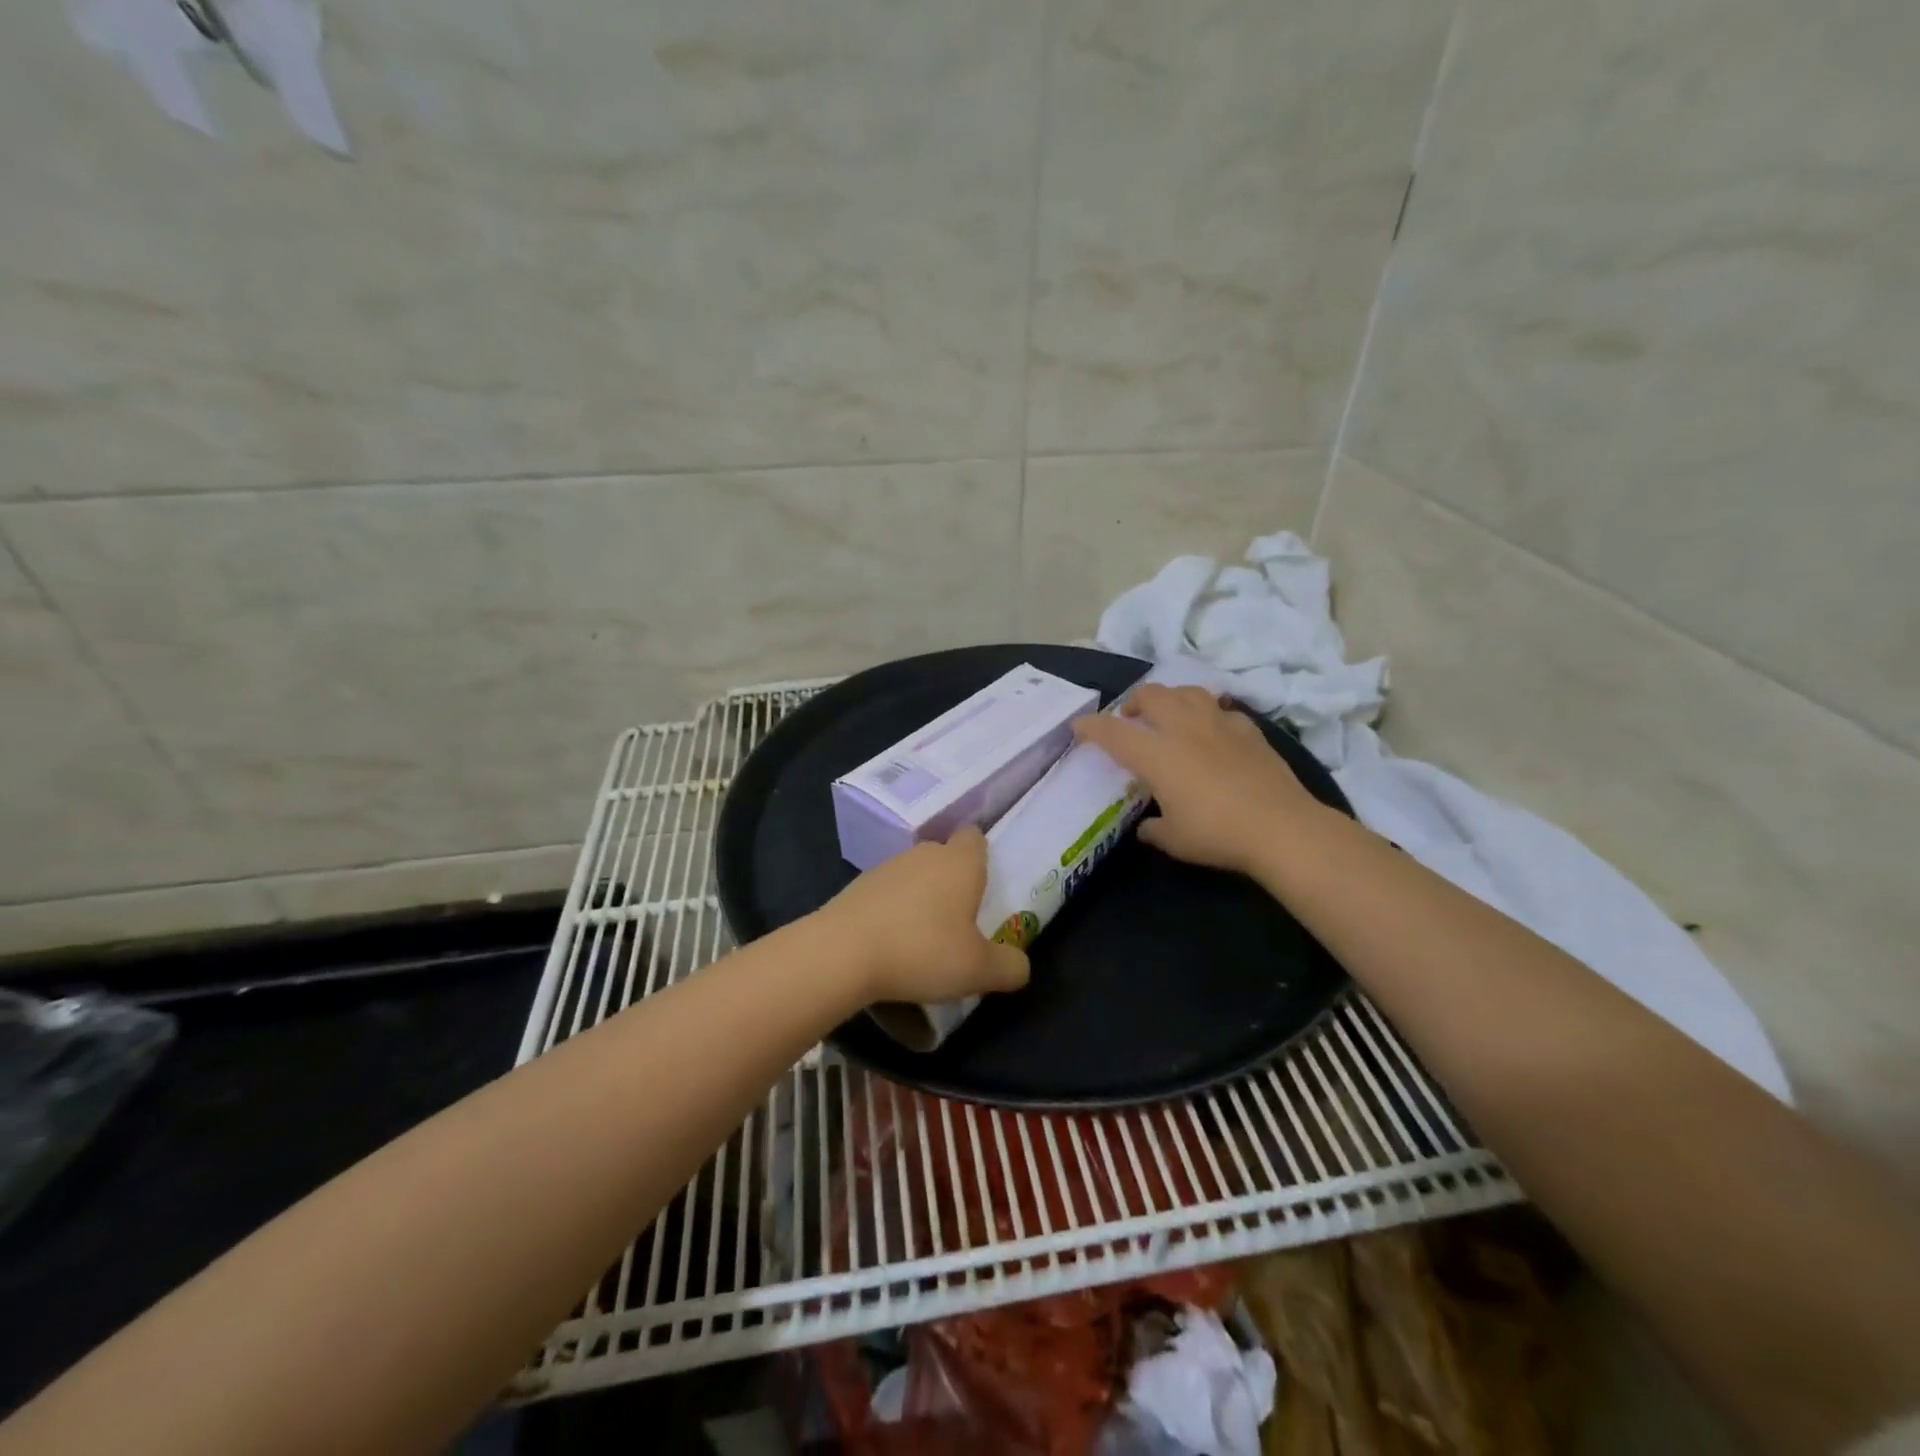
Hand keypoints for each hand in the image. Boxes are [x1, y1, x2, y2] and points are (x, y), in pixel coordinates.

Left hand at [815, 828, 1030, 1005]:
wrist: (841, 953)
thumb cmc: (922, 951)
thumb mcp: (979, 970)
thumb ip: (1009, 967)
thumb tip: (1020, 965)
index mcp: (960, 863)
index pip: (975, 837)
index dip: (982, 855)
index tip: (985, 884)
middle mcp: (924, 854)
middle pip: (944, 856)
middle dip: (953, 881)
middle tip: (960, 921)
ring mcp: (886, 867)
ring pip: (914, 874)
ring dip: (921, 898)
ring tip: (924, 938)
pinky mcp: (857, 886)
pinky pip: (887, 893)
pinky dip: (893, 911)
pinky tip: (891, 944)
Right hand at [1072, 685, 1326, 876]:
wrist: (1280, 827)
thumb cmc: (1216, 833)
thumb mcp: (1173, 839)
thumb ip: (1153, 828)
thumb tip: (1146, 826)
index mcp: (1156, 754)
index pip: (1113, 732)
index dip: (1092, 727)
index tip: (1079, 727)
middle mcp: (1183, 729)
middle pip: (1151, 695)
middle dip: (1133, 701)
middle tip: (1130, 718)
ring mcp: (1218, 724)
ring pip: (1187, 691)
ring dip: (1170, 697)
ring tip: (1168, 713)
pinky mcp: (1248, 730)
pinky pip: (1222, 710)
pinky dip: (1209, 714)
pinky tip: (1212, 730)